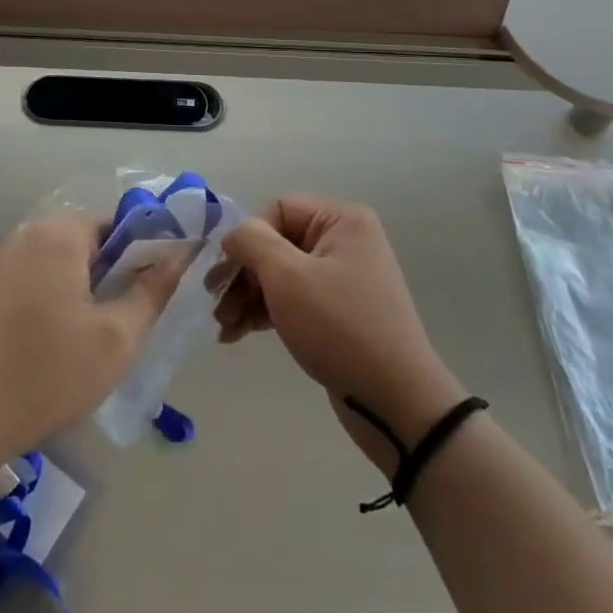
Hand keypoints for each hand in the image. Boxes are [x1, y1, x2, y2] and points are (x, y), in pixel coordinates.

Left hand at [0, 213, 184, 472]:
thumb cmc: (44, 375)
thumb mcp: (115, 339)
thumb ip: (152, 291)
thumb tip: (178, 256)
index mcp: (60, 233)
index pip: (118, 223)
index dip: (143, 256)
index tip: (151, 297)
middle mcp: (28, 233)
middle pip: (90, 242)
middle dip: (113, 277)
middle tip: (124, 326)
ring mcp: (2, 260)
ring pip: (63, 264)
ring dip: (84, 292)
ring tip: (91, 343)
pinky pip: (37, 280)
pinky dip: (55, 302)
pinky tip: (55, 348)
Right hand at [214, 196, 466, 471]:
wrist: (396, 402)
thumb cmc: (339, 328)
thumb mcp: (288, 277)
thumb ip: (252, 242)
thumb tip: (233, 235)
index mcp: (341, 220)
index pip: (278, 209)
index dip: (248, 238)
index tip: (226, 275)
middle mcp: (345, 240)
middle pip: (277, 242)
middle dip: (243, 274)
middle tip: (216, 306)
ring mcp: (343, 278)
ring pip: (281, 274)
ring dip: (248, 296)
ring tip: (224, 327)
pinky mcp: (338, 312)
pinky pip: (294, 299)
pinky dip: (266, 312)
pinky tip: (239, 334)